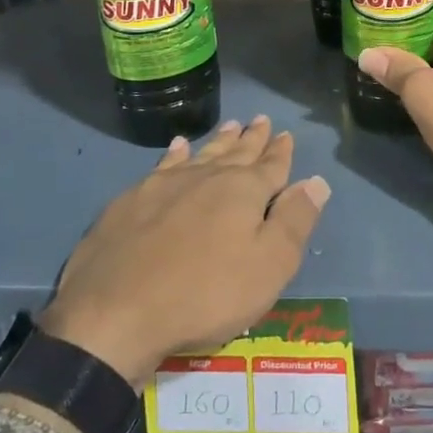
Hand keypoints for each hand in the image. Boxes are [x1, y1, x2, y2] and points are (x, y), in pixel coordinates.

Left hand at [39, 117, 330, 386]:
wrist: (115, 312)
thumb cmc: (205, 294)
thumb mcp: (269, 266)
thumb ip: (294, 221)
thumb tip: (316, 181)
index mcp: (244, 191)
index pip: (271, 166)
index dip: (281, 152)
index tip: (285, 134)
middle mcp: (207, 177)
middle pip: (236, 153)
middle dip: (252, 138)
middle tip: (260, 120)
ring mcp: (165, 185)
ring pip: (201, 154)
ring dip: (218, 141)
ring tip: (229, 125)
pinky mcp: (131, 200)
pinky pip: (163, 165)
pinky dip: (176, 154)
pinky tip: (177, 147)